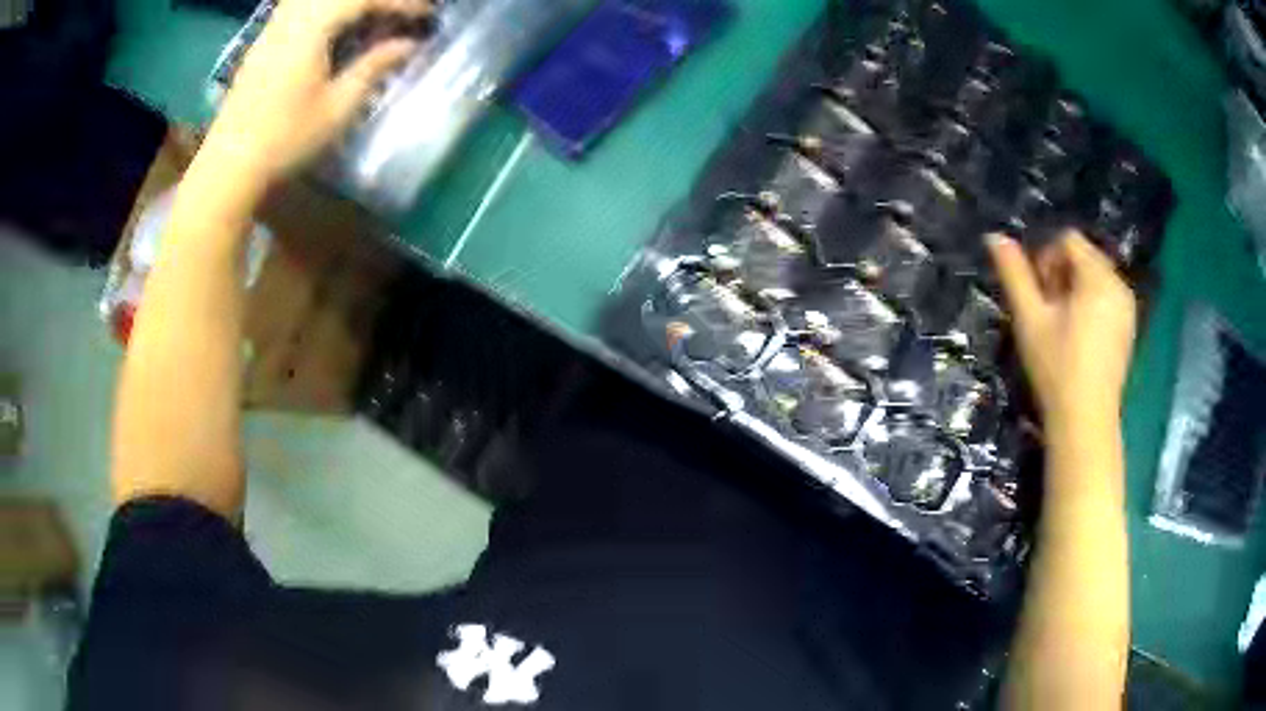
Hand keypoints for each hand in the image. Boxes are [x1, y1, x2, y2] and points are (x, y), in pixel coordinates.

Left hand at [197, 0, 429, 192]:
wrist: (230, 165)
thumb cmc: (285, 139)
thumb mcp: (338, 107)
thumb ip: (374, 67)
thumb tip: (408, 44)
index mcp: (311, 30)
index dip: (400, 2)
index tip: (427, 13)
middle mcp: (291, 19)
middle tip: (403, 11)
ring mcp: (273, 28)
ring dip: (349, 2)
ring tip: (372, 14)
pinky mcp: (264, 41)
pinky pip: (299, 6)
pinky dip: (324, 7)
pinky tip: (336, 20)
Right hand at [988, 230, 1136, 430]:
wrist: (1085, 423)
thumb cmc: (1057, 369)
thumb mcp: (1030, 319)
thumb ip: (1014, 274)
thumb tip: (993, 236)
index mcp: (1098, 277)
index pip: (1068, 240)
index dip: (1047, 259)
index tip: (1039, 297)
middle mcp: (1119, 285)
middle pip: (1084, 256)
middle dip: (1062, 275)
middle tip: (1049, 314)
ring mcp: (1128, 308)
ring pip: (1095, 278)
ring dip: (1075, 291)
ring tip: (1063, 327)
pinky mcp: (1129, 329)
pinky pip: (1107, 298)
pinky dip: (1090, 306)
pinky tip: (1079, 338)